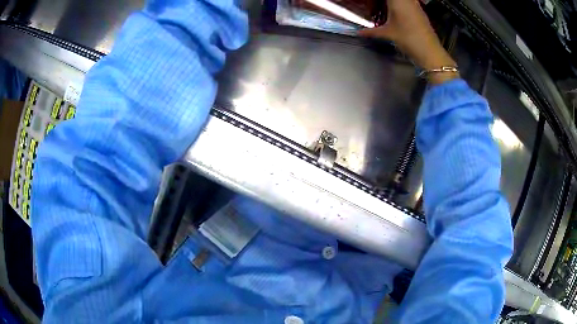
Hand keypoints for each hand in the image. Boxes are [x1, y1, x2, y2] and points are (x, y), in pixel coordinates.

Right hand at [359, 0, 458, 83]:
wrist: (429, 51)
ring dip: (395, 3)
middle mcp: (408, 0)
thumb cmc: (408, 39)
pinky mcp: (420, 11)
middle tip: (377, 5)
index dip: (378, 0)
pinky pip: (410, 2)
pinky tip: (397, 10)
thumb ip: (371, 31)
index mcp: (397, 0)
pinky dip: (402, 4)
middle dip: (385, 1)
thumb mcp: (388, 34)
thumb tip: (359, 33)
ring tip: (386, 7)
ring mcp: (416, 4)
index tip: (372, 2)